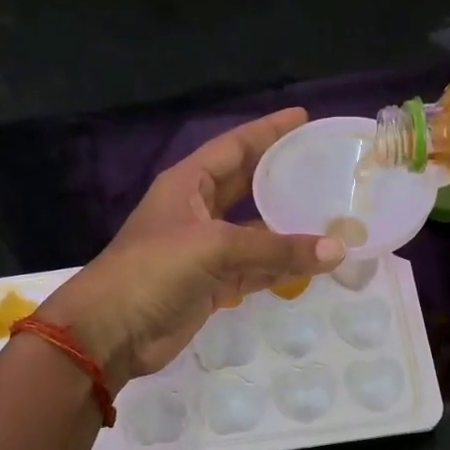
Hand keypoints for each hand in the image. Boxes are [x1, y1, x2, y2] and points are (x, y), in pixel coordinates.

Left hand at [37, 109, 343, 389]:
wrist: (113, 331)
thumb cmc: (154, 270)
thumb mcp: (215, 247)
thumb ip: (276, 248)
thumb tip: (337, 251)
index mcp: (188, 184)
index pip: (235, 147)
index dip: (268, 131)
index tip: (303, 118)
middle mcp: (198, 211)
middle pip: (248, 185)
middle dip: (282, 175)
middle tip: (325, 165)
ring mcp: (206, 250)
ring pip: (256, 232)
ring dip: (289, 227)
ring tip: (332, 214)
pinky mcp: (214, 285)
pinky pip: (257, 269)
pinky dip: (282, 267)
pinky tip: (315, 262)